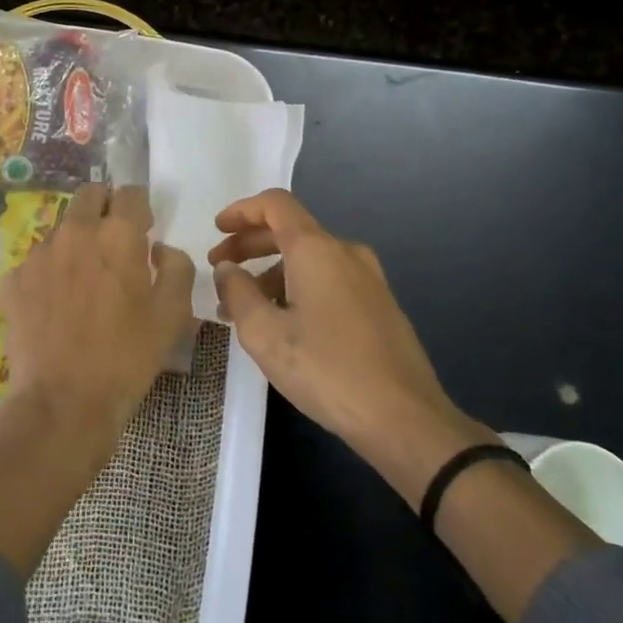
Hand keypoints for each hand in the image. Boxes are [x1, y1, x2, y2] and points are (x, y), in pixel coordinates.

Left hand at [1, 183, 196, 441]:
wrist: (63, 402)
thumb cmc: (127, 357)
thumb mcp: (172, 314)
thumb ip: (176, 267)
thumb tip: (159, 248)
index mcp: (117, 234)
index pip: (130, 193)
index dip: (139, 207)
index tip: (144, 229)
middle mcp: (75, 232)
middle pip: (89, 196)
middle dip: (104, 208)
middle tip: (114, 242)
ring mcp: (39, 254)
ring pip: (61, 228)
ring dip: (77, 240)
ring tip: (84, 280)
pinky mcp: (14, 280)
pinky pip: (37, 261)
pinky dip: (50, 271)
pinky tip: (56, 304)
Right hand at [209, 189, 490, 506]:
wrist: (404, 418)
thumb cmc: (327, 370)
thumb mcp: (265, 334)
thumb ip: (238, 293)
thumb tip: (227, 269)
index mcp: (316, 249)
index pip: (275, 205)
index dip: (242, 211)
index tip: (217, 230)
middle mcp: (345, 252)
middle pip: (291, 230)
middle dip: (250, 245)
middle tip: (221, 270)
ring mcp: (368, 279)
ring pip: (310, 259)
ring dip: (272, 273)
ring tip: (245, 310)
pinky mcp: (380, 306)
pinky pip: (329, 280)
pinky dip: (298, 287)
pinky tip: (284, 324)